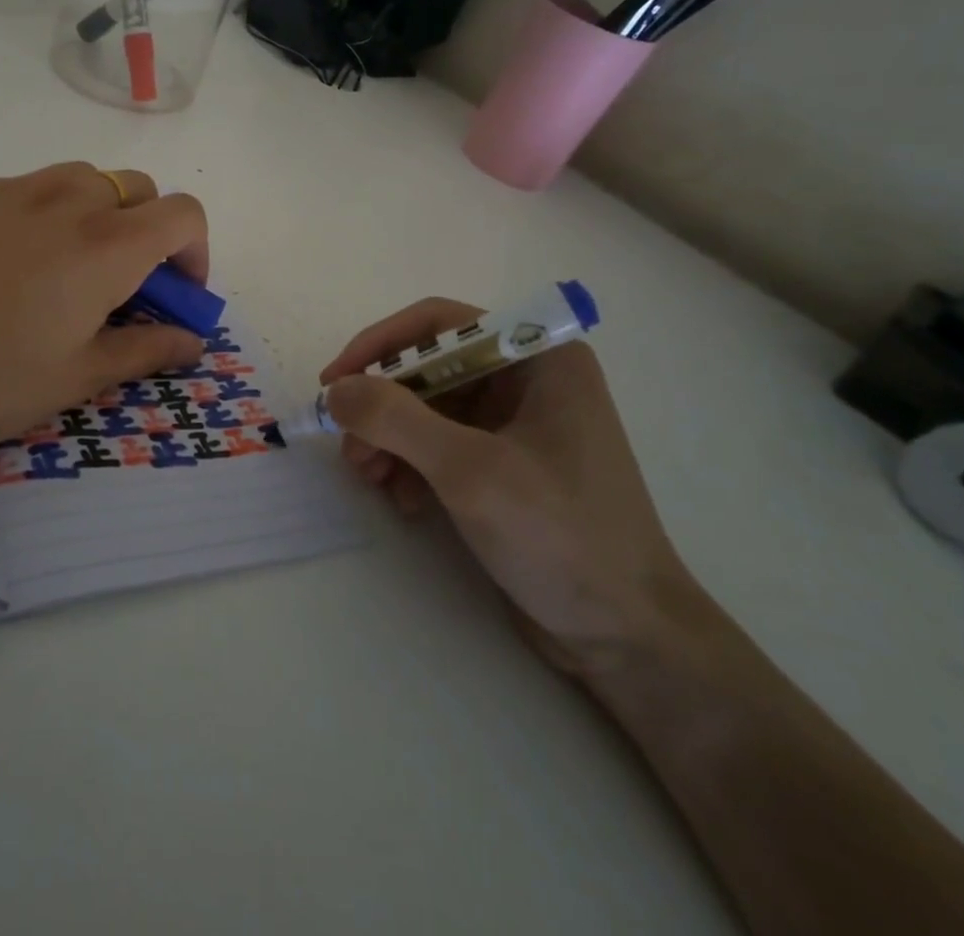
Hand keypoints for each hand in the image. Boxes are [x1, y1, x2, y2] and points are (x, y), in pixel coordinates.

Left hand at [0, 163, 208, 475]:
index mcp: (106, 245)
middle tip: (120, 286)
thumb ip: (145, 350)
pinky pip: (22, 189)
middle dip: (147, 231)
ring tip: (62, 268)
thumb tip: (193, 341)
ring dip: (95, 214)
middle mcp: (67, 199)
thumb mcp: (75, 378)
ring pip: (80, 179)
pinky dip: (37, 215)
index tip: (177, 295)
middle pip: (136, 189)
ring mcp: (10, 188)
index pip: (184, 214)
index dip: (196, 252)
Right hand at [321, 299, 708, 676]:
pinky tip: (404, 501)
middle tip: (349, 446)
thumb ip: (395, 419)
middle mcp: (528, 380)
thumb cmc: (560, 537)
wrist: (628, 638)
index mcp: (539, 357)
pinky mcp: (507, 466)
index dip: (380, 345)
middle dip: (383, 405)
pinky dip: (414, 465)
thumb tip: (336, 390)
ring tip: (370, 478)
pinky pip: (443, 445)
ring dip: (391, 438)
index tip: (335, 382)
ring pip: (430, 409)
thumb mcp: (469, 471)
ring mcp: (519, 424)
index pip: (439, 324)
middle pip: (430, 368)